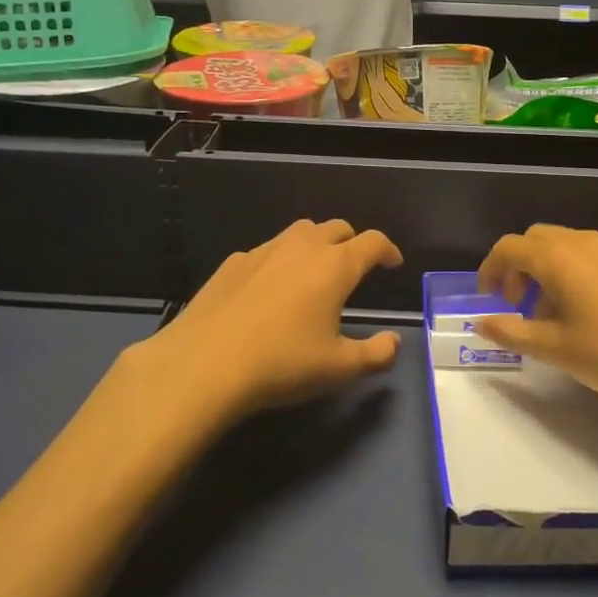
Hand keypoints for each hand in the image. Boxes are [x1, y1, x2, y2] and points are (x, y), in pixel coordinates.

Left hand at [129, 219, 404, 419]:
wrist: (204, 365)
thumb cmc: (282, 364)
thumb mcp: (339, 368)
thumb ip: (376, 354)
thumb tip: (393, 342)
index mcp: (335, 266)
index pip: (373, 242)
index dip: (388, 250)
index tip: (393, 263)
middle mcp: (302, 247)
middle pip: (337, 227)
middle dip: (353, 242)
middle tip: (356, 267)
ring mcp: (264, 251)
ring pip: (300, 232)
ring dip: (316, 243)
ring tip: (315, 270)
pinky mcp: (233, 263)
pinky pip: (267, 250)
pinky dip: (280, 260)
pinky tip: (270, 288)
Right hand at [475, 225, 597, 423]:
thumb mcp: (554, 349)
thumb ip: (512, 332)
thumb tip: (481, 322)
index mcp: (558, 258)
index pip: (509, 247)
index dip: (490, 269)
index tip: (488, 297)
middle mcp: (586, 243)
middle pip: (538, 239)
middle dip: (520, 266)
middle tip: (518, 302)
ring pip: (570, 247)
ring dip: (551, 271)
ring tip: (556, 314)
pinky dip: (581, 274)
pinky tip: (596, 313)